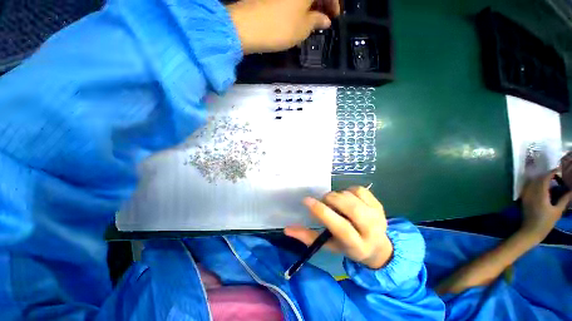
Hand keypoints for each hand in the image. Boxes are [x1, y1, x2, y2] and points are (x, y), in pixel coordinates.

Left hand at [227, 0, 339, 53]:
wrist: (247, 26)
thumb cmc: (281, 27)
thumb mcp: (303, 28)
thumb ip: (317, 21)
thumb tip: (325, 20)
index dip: (334, 2)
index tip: (335, 17)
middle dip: (322, 2)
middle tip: (324, 19)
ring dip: (311, 4)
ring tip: (312, 20)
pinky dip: (298, 4)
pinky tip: (299, 16)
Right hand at [284, 187, 392, 268]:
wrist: (377, 247)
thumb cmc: (348, 247)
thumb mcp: (328, 246)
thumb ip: (308, 237)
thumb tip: (287, 229)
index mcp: (357, 245)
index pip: (339, 226)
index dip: (322, 211)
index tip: (306, 200)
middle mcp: (371, 230)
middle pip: (349, 206)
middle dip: (331, 199)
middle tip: (324, 201)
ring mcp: (377, 215)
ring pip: (352, 195)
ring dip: (338, 195)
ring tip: (336, 203)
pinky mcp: (379, 205)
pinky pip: (359, 189)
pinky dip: (349, 190)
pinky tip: (348, 198)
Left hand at [520, 169, 571, 241]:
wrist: (530, 231)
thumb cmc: (545, 223)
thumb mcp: (557, 211)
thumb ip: (564, 200)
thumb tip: (571, 190)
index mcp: (540, 194)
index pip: (544, 178)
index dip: (551, 173)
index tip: (559, 170)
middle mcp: (531, 193)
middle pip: (537, 179)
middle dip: (546, 175)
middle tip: (556, 175)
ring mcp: (525, 195)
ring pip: (532, 182)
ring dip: (540, 178)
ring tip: (550, 180)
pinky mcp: (523, 199)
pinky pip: (528, 187)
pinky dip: (535, 183)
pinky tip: (541, 186)